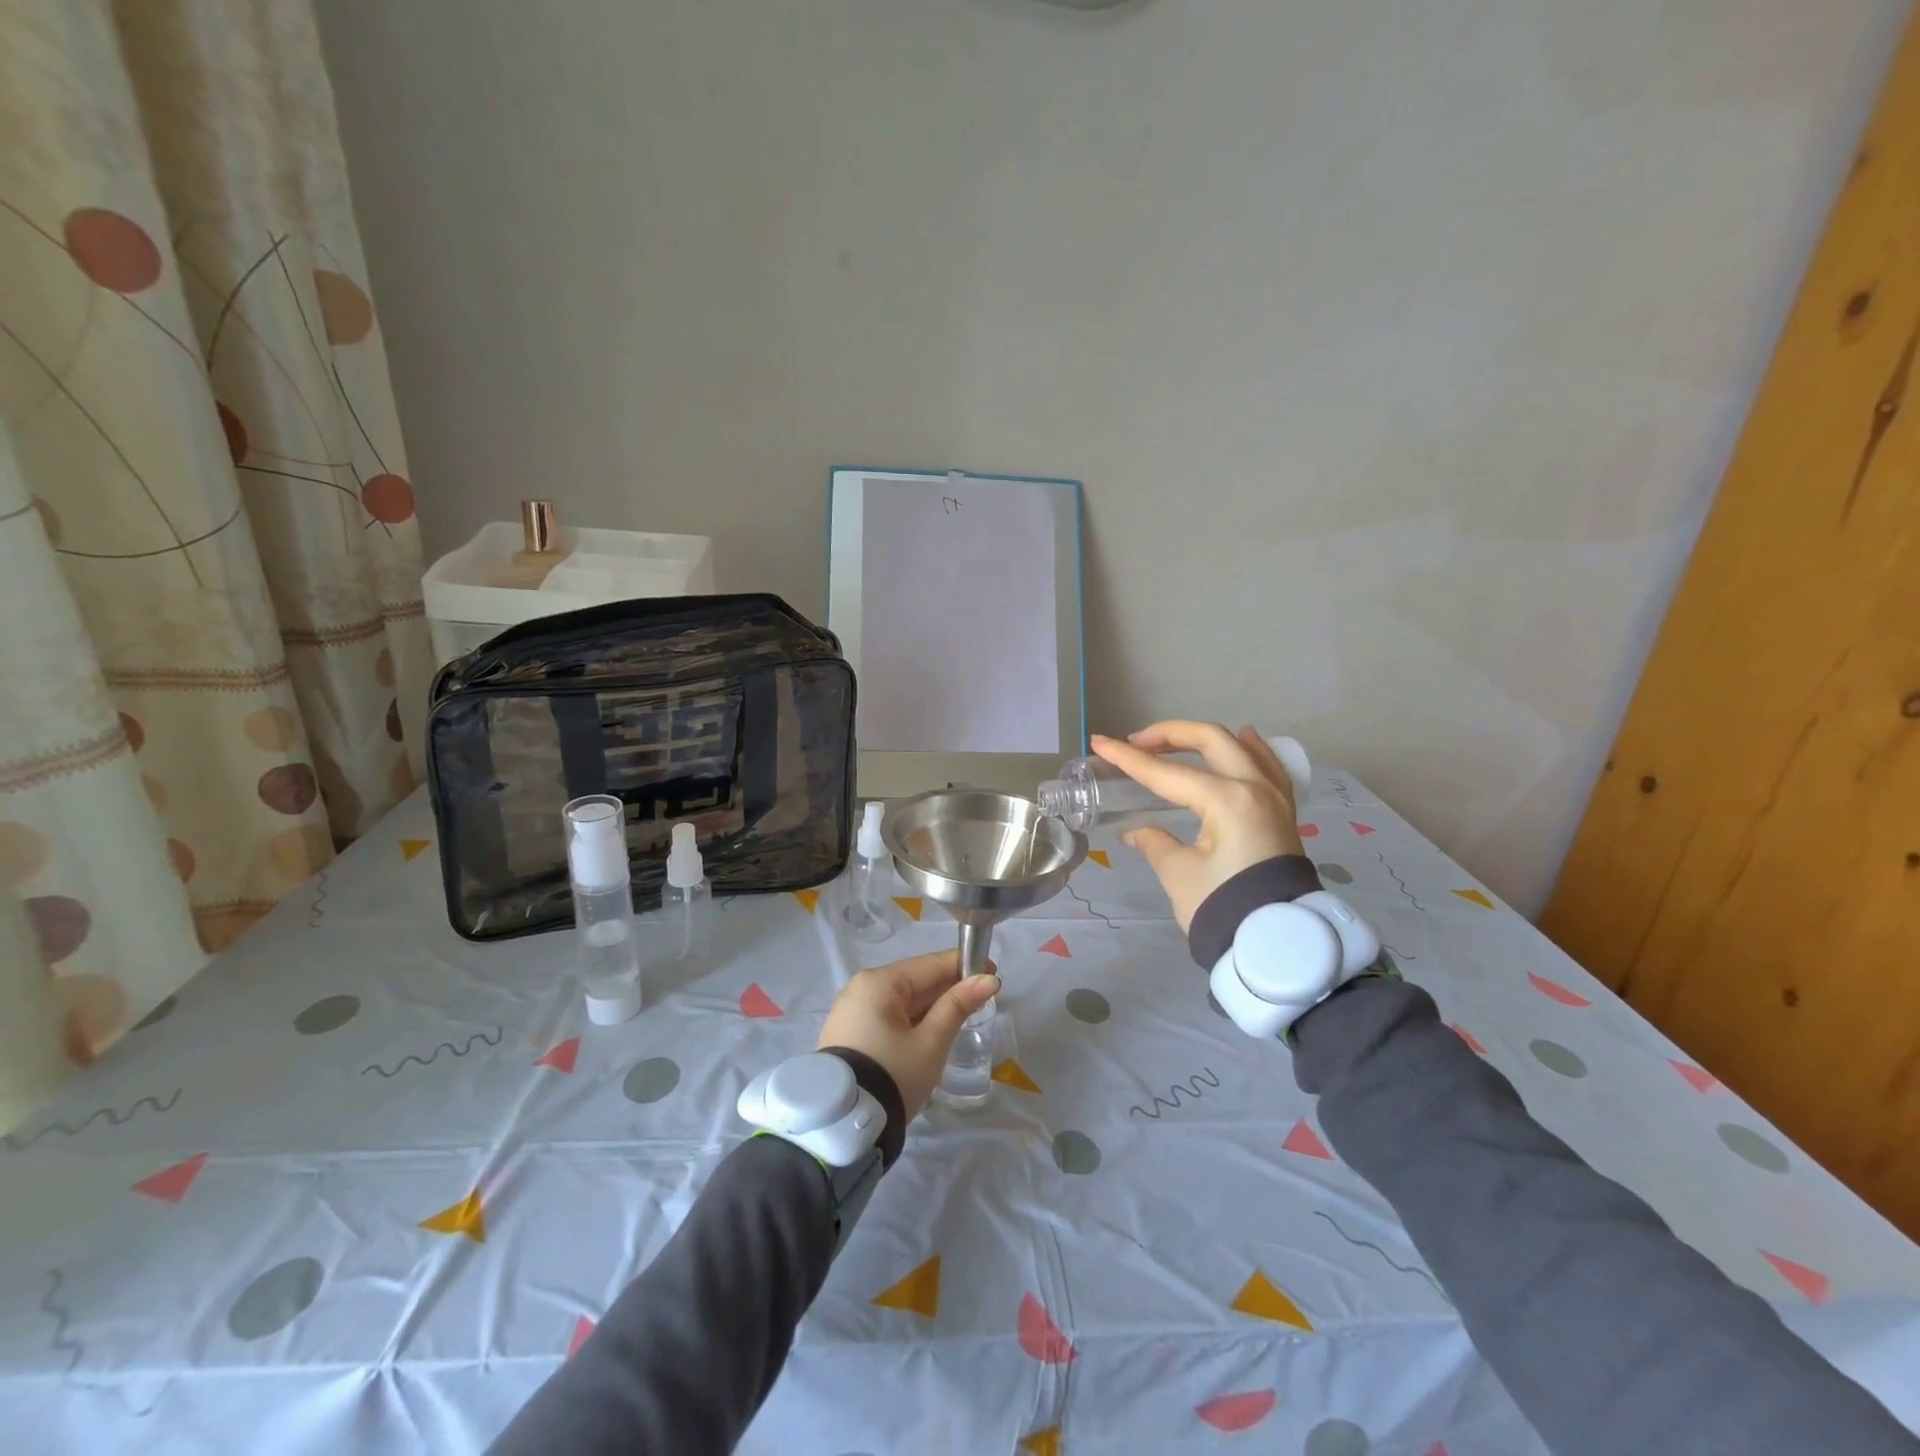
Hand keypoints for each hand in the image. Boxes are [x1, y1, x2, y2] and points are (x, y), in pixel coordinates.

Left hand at [818, 950, 999, 1119]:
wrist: (843, 1126)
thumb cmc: (893, 1074)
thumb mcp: (931, 1042)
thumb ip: (958, 1006)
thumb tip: (988, 980)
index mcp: (879, 982)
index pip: (929, 965)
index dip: (962, 966)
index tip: (992, 973)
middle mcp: (860, 988)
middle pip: (913, 981)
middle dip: (946, 989)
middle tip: (979, 1001)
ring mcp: (850, 1010)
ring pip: (900, 1000)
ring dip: (929, 1007)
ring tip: (958, 1018)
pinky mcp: (847, 1033)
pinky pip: (886, 1016)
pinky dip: (909, 1020)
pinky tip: (928, 1032)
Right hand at [1091, 721, 1305, 929]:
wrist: (1277, 944)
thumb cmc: (1223, 907)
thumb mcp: (1178, 874)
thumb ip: (1154, 842)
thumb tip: (1136, 832)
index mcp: (1227, 800)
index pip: (1168, 772)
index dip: (1129, 759)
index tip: (1101, 743)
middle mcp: (1255, 787)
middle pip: (1209, 741)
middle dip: (1168, 735)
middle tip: (1136, 743)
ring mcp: (1274, 798)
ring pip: (1239, 747)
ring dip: (1203, 739)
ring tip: (1174, 739)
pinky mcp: (1283, 812)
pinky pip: (1268, 767)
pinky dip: (1251, 749)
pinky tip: (1243, 738)